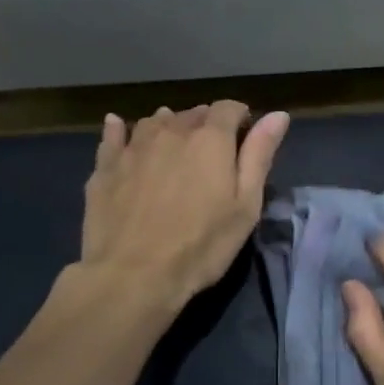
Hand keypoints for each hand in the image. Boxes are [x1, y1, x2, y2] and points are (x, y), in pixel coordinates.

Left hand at [78, 102, 289, 313]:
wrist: (133, 275)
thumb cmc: (201, 244)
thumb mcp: (246, 205)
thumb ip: (260, 155)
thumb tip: (278, 114)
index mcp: (210, 139)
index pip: (228, 108)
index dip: (240, 117)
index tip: (245, 136)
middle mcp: (171, 132)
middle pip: (192, 114)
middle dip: (206, 124)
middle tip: (212, 152)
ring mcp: (134, 147)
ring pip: (155, 122)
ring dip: (169, 126)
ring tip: (174, 144)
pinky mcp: (105, 167)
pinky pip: (113, 135)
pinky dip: (120, 128)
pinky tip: (118, 126)